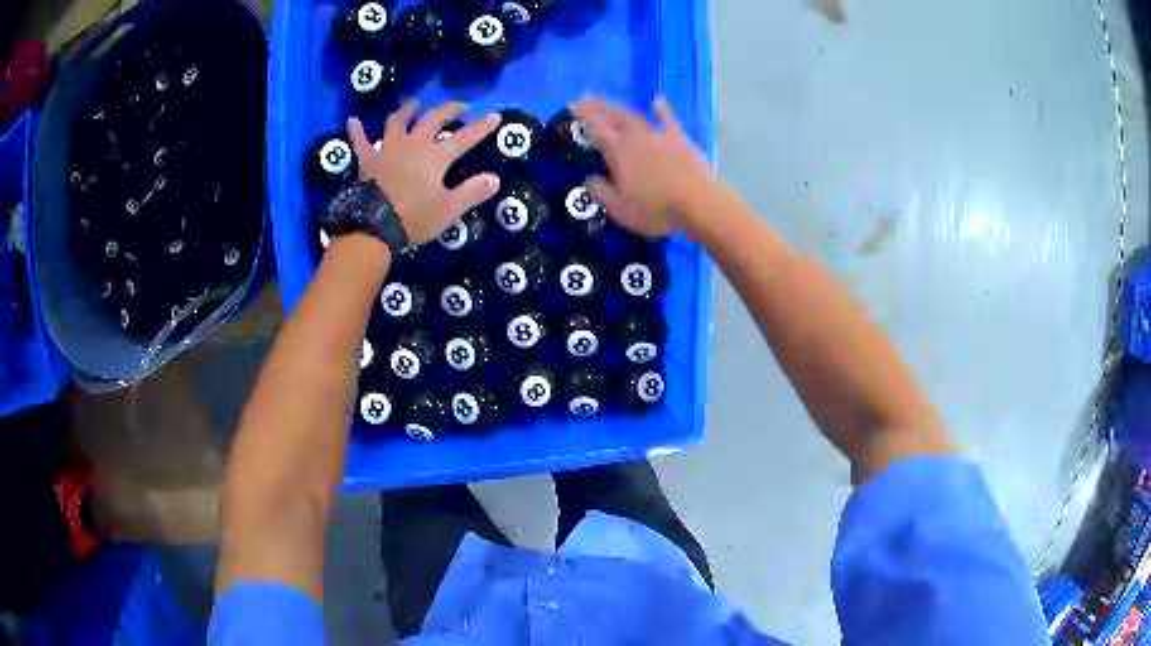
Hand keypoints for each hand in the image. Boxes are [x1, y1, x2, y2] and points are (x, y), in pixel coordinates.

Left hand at [347, 101, 500, 244]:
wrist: (374, 227)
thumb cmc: (414, 218)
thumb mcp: (449, 209)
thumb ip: (472, 192)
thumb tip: (495, 178)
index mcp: (436, 156)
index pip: (465, 137)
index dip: (482, 127)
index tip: (495, 116)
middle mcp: (414, 144)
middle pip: (434, 118)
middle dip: (449, 109)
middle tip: (460, 106)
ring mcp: (389, 148)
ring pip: (398, 121)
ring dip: (407, 110)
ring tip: (414, 103)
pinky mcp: (368, 159)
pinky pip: (361, 141)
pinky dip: (357, 130)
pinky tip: (352, 120)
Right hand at [571, 97, 713, 237]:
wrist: (699, 201)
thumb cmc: (656, 207)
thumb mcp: (619, 208)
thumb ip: (601, 192)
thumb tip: (589, 179)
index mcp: (618, 150)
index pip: (596, 127)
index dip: (583, 114)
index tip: (572, 103)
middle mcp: (636, 136)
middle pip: (614, 116)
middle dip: (599, 106)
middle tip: (587, 97)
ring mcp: (659, 135)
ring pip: (636, 116)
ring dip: (621, 107)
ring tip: (611, 102)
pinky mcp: (680, 140)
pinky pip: (668, 120)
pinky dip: (662, 110)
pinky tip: (657, 101)